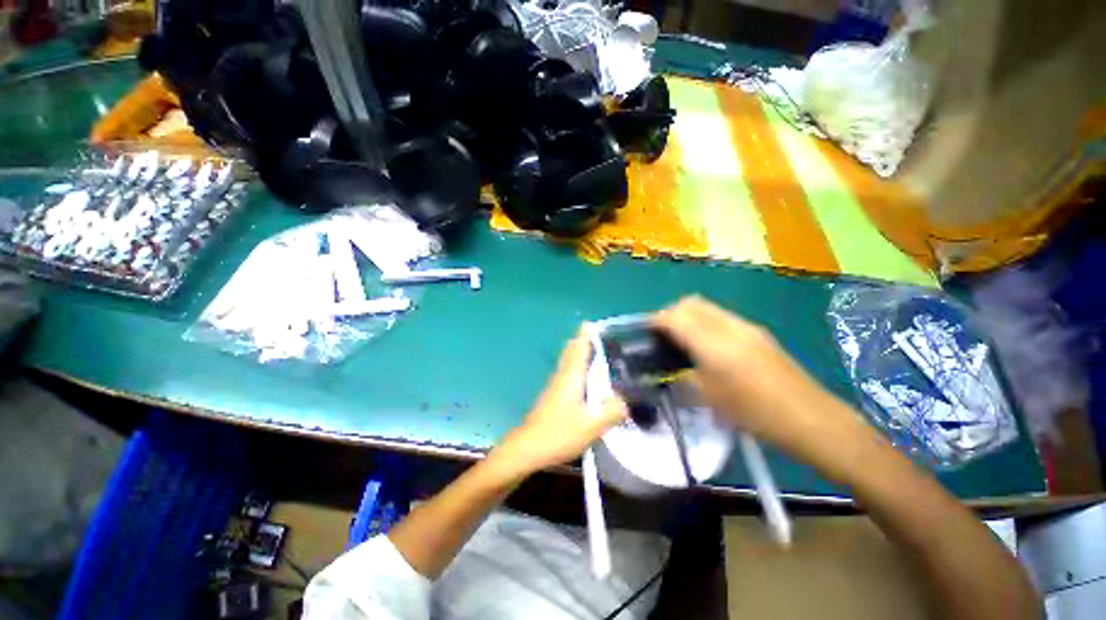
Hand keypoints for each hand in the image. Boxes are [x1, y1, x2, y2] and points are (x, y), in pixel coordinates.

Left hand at [497, 330, 626, 474]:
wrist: (527, 448)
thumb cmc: (558, 433)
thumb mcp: (591, 426)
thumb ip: (611, 411)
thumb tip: (624, 401)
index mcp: (571, 377)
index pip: (578, 348)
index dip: (585, 335)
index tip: (591, 323)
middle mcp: (561, 376)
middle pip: (570, 352)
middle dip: (582, 342)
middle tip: (600, 338)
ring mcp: (555, 386)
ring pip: (568, 363)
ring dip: (579, 354)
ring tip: (598, 355)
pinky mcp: (553, 397)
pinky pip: (567, 375)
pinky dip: (577, 369)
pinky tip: (587, 381)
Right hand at [653, 296, 870, 467]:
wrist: (809, 418)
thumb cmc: (754, 413)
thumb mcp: (709, 397)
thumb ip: (683, 373)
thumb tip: (668, 363)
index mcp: (714, 344)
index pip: (675, 317)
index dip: (656, 320)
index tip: (645, 331)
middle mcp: (729, 326)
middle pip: (690, 303)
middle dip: (671, 313)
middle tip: (662, 335)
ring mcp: (746, 326)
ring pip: (706, 307)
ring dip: (688, 316)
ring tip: (681, 340)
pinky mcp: (756, 331)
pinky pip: (720, 316)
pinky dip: (704, 322)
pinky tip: (706, 345)